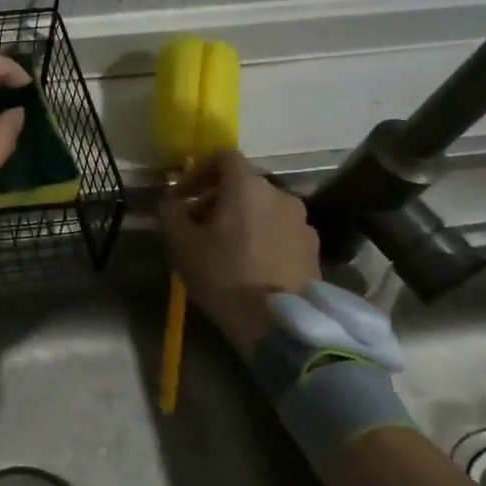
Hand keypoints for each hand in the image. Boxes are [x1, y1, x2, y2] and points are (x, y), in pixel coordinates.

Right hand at [159, 151, 320, 357]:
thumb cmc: (224, 275)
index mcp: (248, 186)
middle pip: (243, 185)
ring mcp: (302, 224)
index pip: (223, 157)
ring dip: (241, 219)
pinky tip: (249, 266)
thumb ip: (171, 213)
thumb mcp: (180, 242)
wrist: (280, 327)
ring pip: (263, 209)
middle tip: (196, 226)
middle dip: (216, 199)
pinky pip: (280, 232)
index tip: (182, 196)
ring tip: (223, 249)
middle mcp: (281, 195)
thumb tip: (174, 203)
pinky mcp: (314, 251)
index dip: (198, 171)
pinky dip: (262, 238)